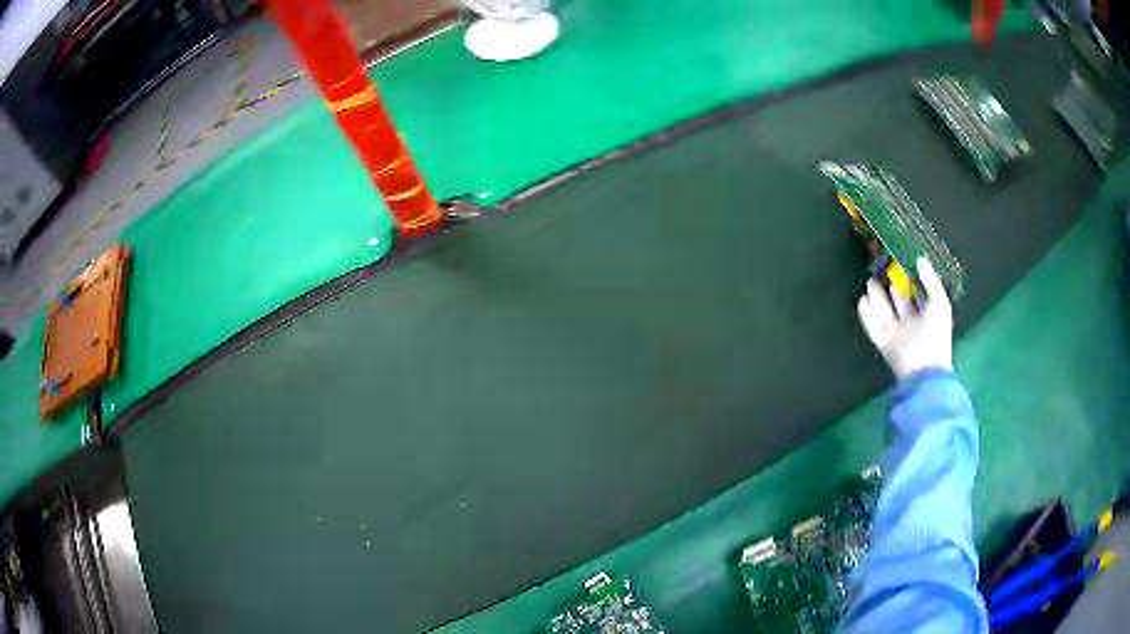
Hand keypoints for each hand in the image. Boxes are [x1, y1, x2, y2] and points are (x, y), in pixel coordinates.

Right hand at [857, 258, 952, 380]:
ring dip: (877, 296)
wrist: (923, 370)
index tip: (899, 259)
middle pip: (898, 299)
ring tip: (869, 281)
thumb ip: (931, 281)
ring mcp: (896, 333)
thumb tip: (920, 259)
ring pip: (884, 311)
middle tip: (881, 265)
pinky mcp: (884, 343)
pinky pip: (873, 327)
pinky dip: (866, 315)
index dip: (908, 276)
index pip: (916, 291)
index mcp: (926, 313)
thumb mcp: (940, 303)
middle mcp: (911, 322)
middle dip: (891, 284)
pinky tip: (861, 300)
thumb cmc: (935, 335)